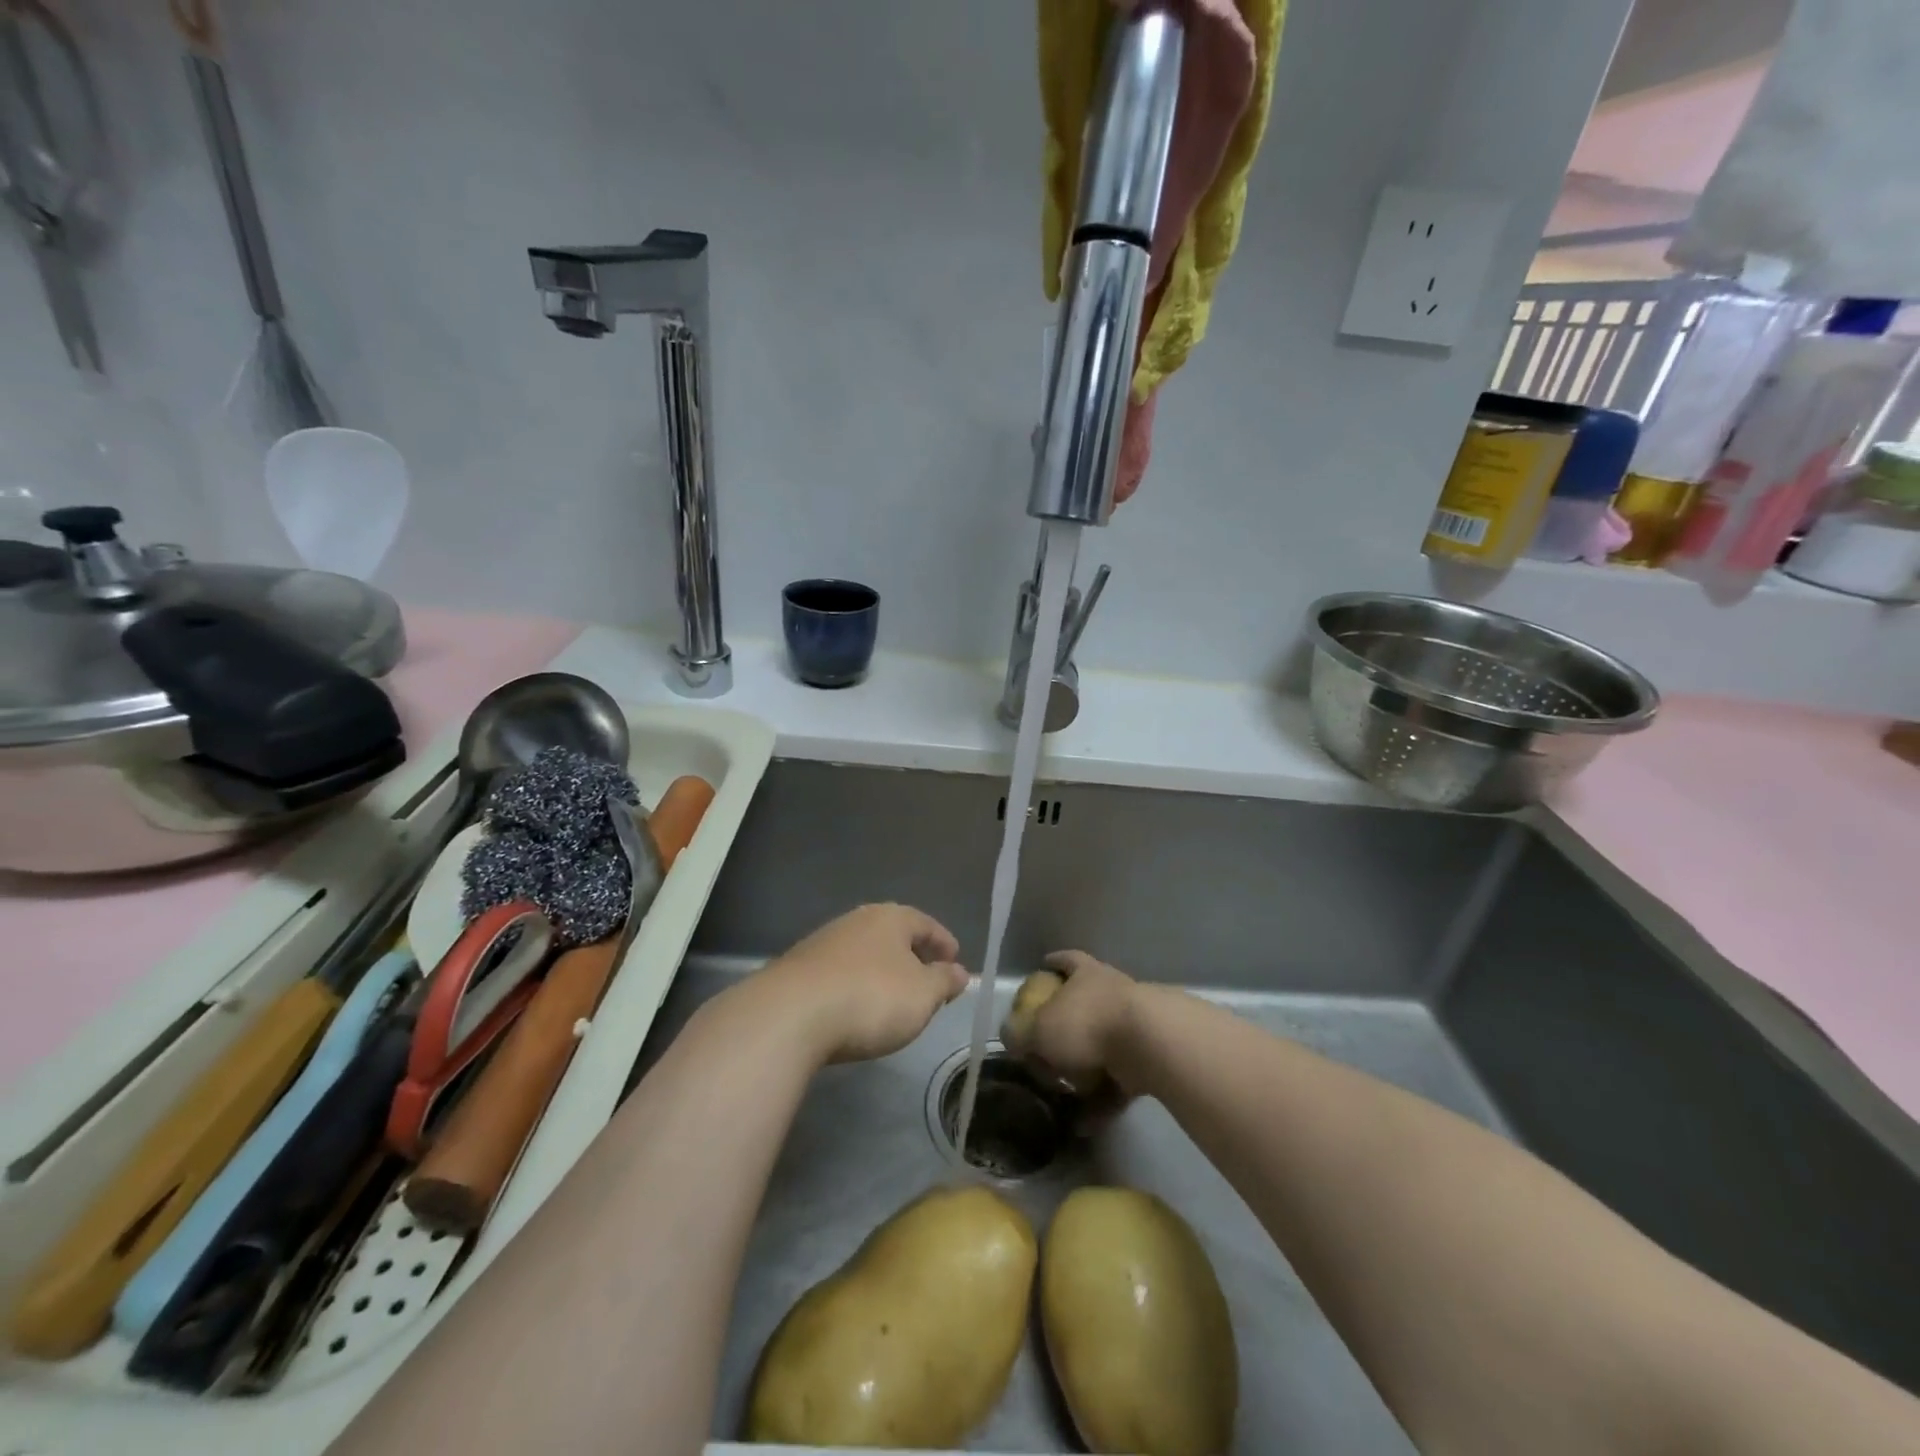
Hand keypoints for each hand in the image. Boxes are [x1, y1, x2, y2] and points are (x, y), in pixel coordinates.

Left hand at [751, 904, 968, 1065]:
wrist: (790, 1016)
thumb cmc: (870, 998)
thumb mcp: (923, 995)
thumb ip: (944, 981)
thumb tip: (959, 971)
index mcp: (890, 917)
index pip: (926, 924)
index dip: (944, 943)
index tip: (955, 962)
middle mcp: (856, 920)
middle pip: (893, 935)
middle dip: (912, 957)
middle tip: (927, 982)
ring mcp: (823, 942)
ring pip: (865, 952)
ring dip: (882, 971)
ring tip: (893, 999)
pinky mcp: (799, 969)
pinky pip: (840, 972)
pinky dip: (855, 985)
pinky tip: (856, 1008)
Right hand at [1005, 950, 1141, 1094]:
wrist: (1150, 1045)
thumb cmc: (1087, 1023)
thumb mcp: (1040, 1029)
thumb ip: (1020, 1034)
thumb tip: (1010, 1038)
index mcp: (1086, 974)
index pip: (1067, 960)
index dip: (1054, 963)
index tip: (1044, 965)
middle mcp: (1111, 994)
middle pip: (1084, 1006)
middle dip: (1065, 1028)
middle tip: (1045, 1047)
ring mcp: (1133, 1027)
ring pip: (1101, 1048)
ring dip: (1083, 1071)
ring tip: (1062, 1094)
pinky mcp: (1148, 1060)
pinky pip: (1117, 1082)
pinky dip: (1101, 1101)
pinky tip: (1084, 1123)